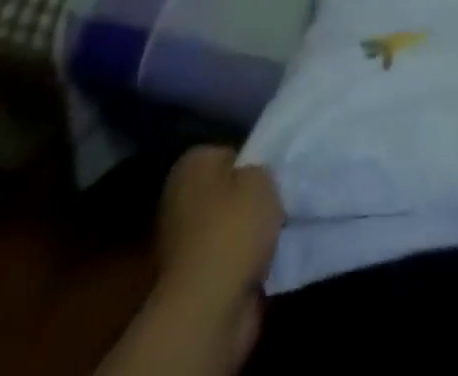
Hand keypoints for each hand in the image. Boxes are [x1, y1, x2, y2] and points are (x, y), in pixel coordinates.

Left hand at [155, 146, 284, 306]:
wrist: (208, 306)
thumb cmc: (233, 227)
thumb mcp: (261, 176)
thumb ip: (259, 167)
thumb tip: (253, 174)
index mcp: (190, 165)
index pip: (228, 150)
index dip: (253, 158)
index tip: (273, 170)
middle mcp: (179, 198)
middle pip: (226, 187)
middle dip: (248, 195)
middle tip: (278, 196)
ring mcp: (181, 241)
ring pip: (227, 221)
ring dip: (248, 227)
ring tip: (275, 226)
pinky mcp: (192, 275)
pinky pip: (228, 252)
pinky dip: (244, 254)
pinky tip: (264, 253)